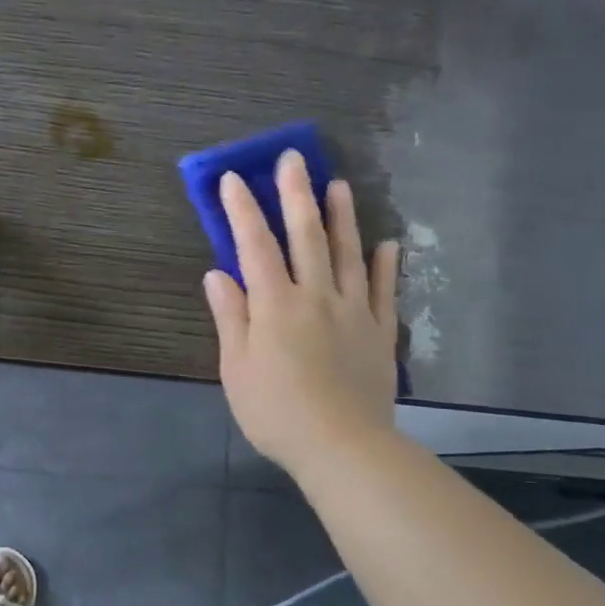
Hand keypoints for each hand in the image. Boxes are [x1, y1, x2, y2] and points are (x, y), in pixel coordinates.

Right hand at [203, 151, 400, 476]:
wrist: (342, 446)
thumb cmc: (276, 411)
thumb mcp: (237, 369)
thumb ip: (231, 318)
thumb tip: (218, 275)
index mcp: (275, 305)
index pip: (255, 246)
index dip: (243, 210)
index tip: (234, 179)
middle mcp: (316, 296)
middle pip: (306, 236)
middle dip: (296, 194)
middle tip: (295, 158)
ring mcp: (353, 311)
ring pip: (348, 254)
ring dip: (342, 217)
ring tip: (338, 185)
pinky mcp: (379, 332)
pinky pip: (383, 290)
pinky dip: (384, 265)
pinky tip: (386, 245)